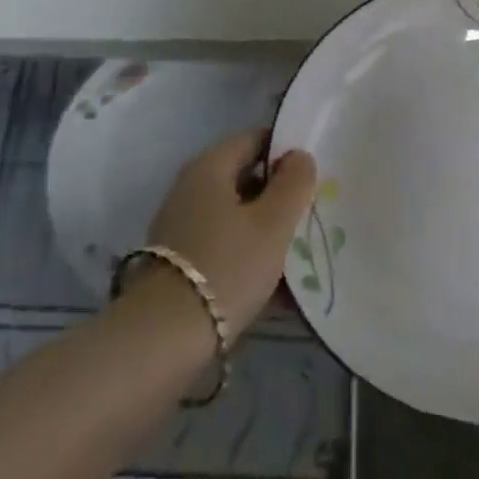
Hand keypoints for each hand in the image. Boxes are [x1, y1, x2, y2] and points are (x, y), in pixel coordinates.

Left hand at [145, 130, 317, 329]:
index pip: (254, 140)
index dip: (286, 153)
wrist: (165, 338)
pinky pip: (224, 247)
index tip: (313, 176)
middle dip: (279, 197)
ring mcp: (181, 226)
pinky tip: (277, 288)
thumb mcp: (273, 223)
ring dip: (266, 232)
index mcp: (209, 166)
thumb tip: (299, 156)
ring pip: (236, 217)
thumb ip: (293, 183)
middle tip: (311, 216)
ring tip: (301, 256)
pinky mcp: (179, 262)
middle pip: (245, 180)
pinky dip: (248, 258)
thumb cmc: (227, 265)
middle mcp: (190, 188)